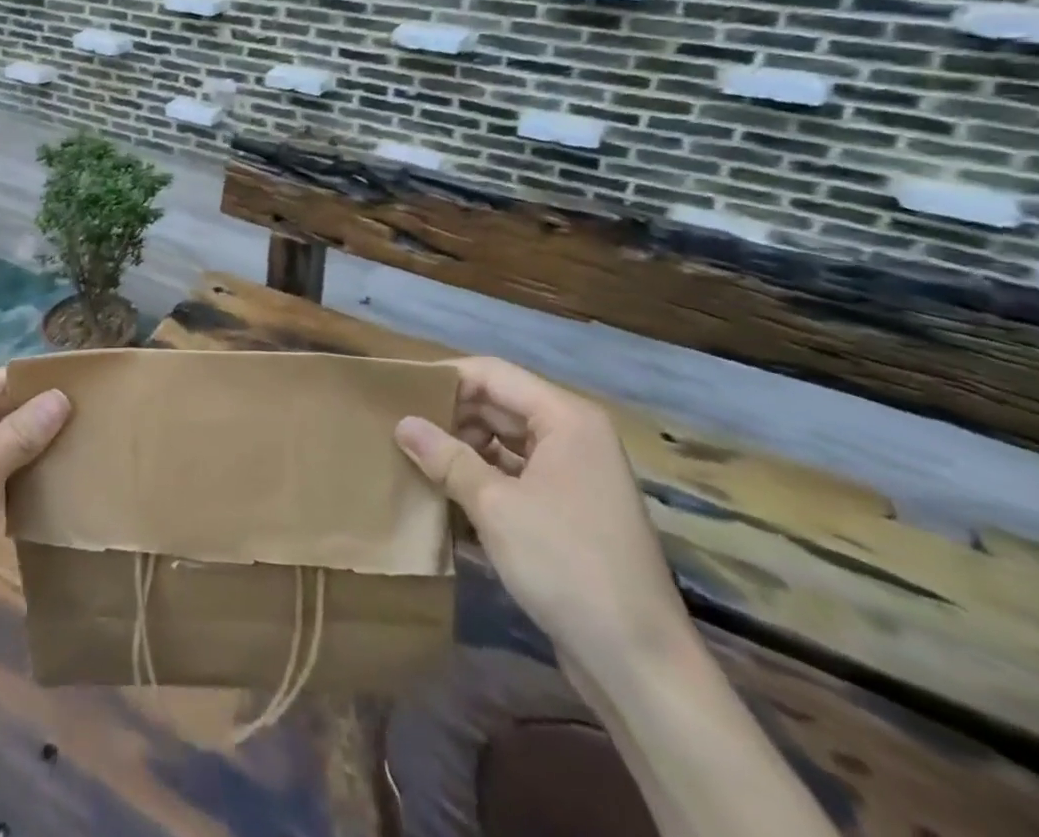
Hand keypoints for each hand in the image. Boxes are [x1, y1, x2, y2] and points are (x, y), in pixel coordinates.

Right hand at [395, 357, 691, 683]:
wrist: (640, 663)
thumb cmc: (566, 564)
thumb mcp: (495, 505)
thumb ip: (446, 457)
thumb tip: (402, 423)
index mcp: (566, 419)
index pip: (492, 375)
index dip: (445, 378)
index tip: (398, 391)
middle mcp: (574, 436)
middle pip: (500, 405)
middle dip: (451, 414)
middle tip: (399, 426)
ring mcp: (575, 475)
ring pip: (505, 441)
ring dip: (463, 447)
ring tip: (415, 456)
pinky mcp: (570, 511)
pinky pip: (516, 474)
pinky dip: (482, 477)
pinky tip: (445, 490)